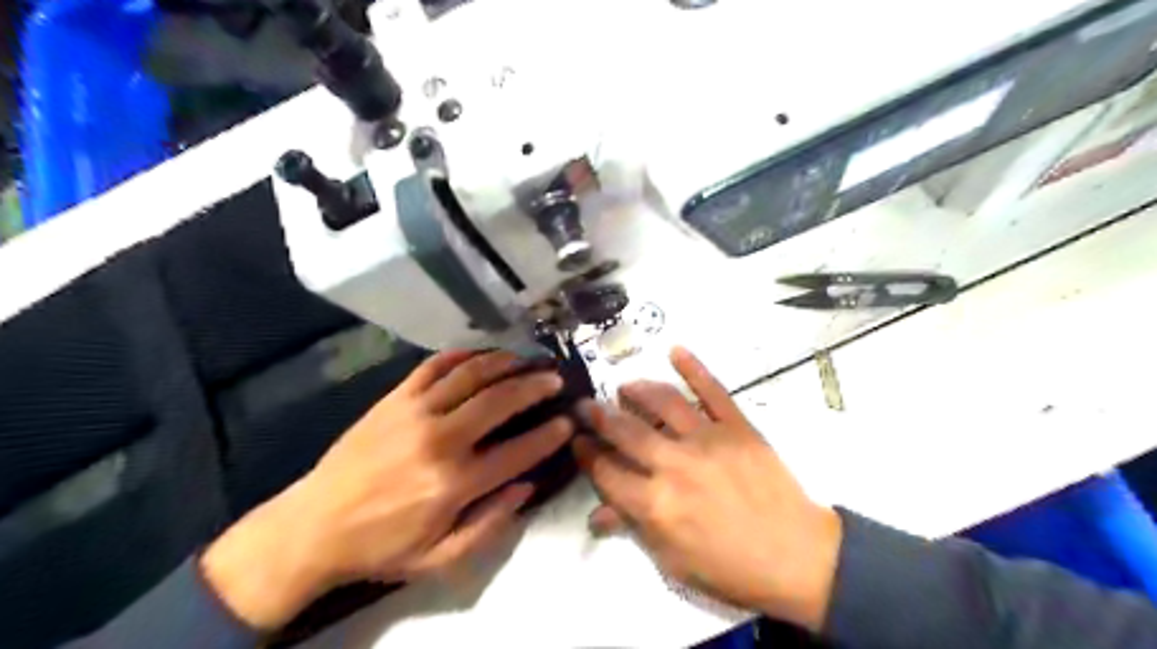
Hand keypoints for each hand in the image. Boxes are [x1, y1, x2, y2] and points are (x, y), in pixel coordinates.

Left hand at [205, 351, 576, 629]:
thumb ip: (489, 525)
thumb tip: (526, 486)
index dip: (549, 435)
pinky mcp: (394, 399)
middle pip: (499, 401)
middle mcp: (440, 440)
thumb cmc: (383, 546)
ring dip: (504, 363)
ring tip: (525, 359)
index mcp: (455, 483)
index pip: (518, 451)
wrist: (314, 525)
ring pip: (471, 375)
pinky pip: (434, 366)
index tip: (568, 422)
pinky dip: (462, 355)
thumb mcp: (441, 558)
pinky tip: (480, 354)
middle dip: (535, 386)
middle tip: (555, 379)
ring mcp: (415, 413)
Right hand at [575, 348, 842, 629]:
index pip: (606, 471)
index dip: (586, 454)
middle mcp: (675, 464)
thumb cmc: (730, 568)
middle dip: (599, 416)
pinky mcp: (738, 426)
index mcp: (656, 503)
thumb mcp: (673, 562)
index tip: (577, 440)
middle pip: (626, 431)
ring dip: (639, 390)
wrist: (797, 557)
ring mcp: (709, 439)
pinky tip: (676, 350)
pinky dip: (694, 368)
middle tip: (586, 404)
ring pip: (664, 402)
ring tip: (625, 386)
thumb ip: (634, 529)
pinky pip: (713, 391)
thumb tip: (597, 514)